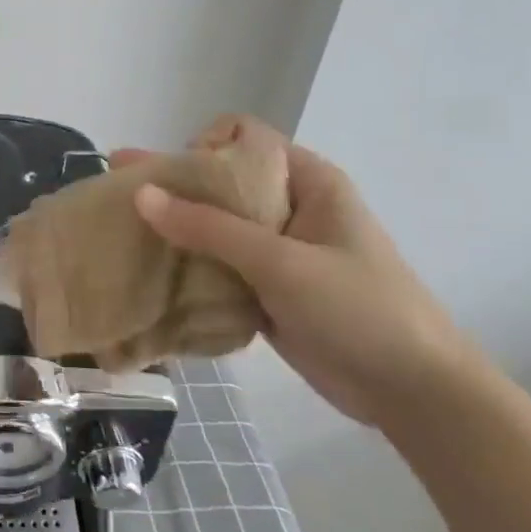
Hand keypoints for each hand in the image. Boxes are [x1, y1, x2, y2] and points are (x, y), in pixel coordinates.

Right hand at [118, 125, 476, 425]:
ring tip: (120, 233)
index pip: (244, 138)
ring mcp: (276, 250)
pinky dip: (186, 265)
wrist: (414, 393)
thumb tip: (141, 194)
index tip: (177, 177)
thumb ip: (209, 228)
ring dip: (173, 229)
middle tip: (116, 193)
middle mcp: (289, 207)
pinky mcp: (265, 288)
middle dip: (171, 186)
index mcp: (307, 182)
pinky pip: (217, 264)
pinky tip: (147, 270)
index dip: (205, 146)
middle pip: (221, 181)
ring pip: (214, 225)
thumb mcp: (282, 263)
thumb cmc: (360, 310)